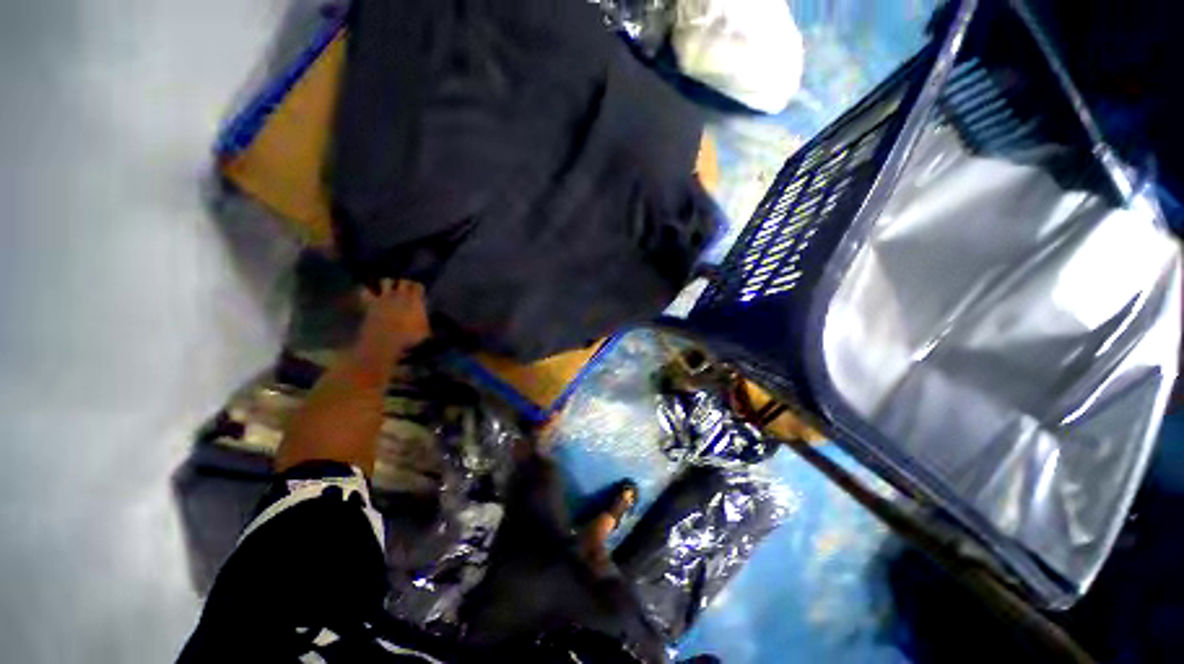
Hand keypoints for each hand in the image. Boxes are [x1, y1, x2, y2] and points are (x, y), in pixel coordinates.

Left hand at [358, 279, 430, 353]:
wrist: (384, 340)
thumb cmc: (408, 336)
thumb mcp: (425, 332)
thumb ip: (428, 324)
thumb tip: (434, 325)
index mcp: (415, 300)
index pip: (418, 286)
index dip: (418, 289)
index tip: (419, 294)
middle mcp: (400, 295)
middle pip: (403, 280)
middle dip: (404, 283)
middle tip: (405, 290)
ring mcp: (384, 298)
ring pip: (385, 281)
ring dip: (387, 284)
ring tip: (389, 289)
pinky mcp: (370, 303)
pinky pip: (366, 292)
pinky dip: (368, 292)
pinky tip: (370, 295)